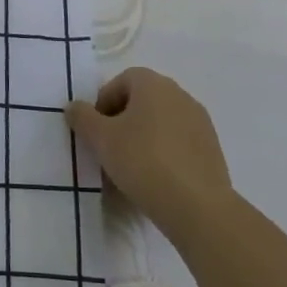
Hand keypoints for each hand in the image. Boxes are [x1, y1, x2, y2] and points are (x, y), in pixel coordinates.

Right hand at [66, 68, 232, 227]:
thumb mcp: (101, 139)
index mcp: (154, 85)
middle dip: (121, 119)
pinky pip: (177, 142)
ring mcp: (200, 122)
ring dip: (142, 136)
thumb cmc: (143, 161)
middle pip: (142, 100)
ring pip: (160, 122)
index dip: (103, 101)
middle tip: (108, 146)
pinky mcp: (211, 149)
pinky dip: (162, 152)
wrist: (197, 206)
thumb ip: (82, 117)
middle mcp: (180, 95)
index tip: (95, 129)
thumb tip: (74, 106)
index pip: (122, 80)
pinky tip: (154, 178)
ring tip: (129, 166)